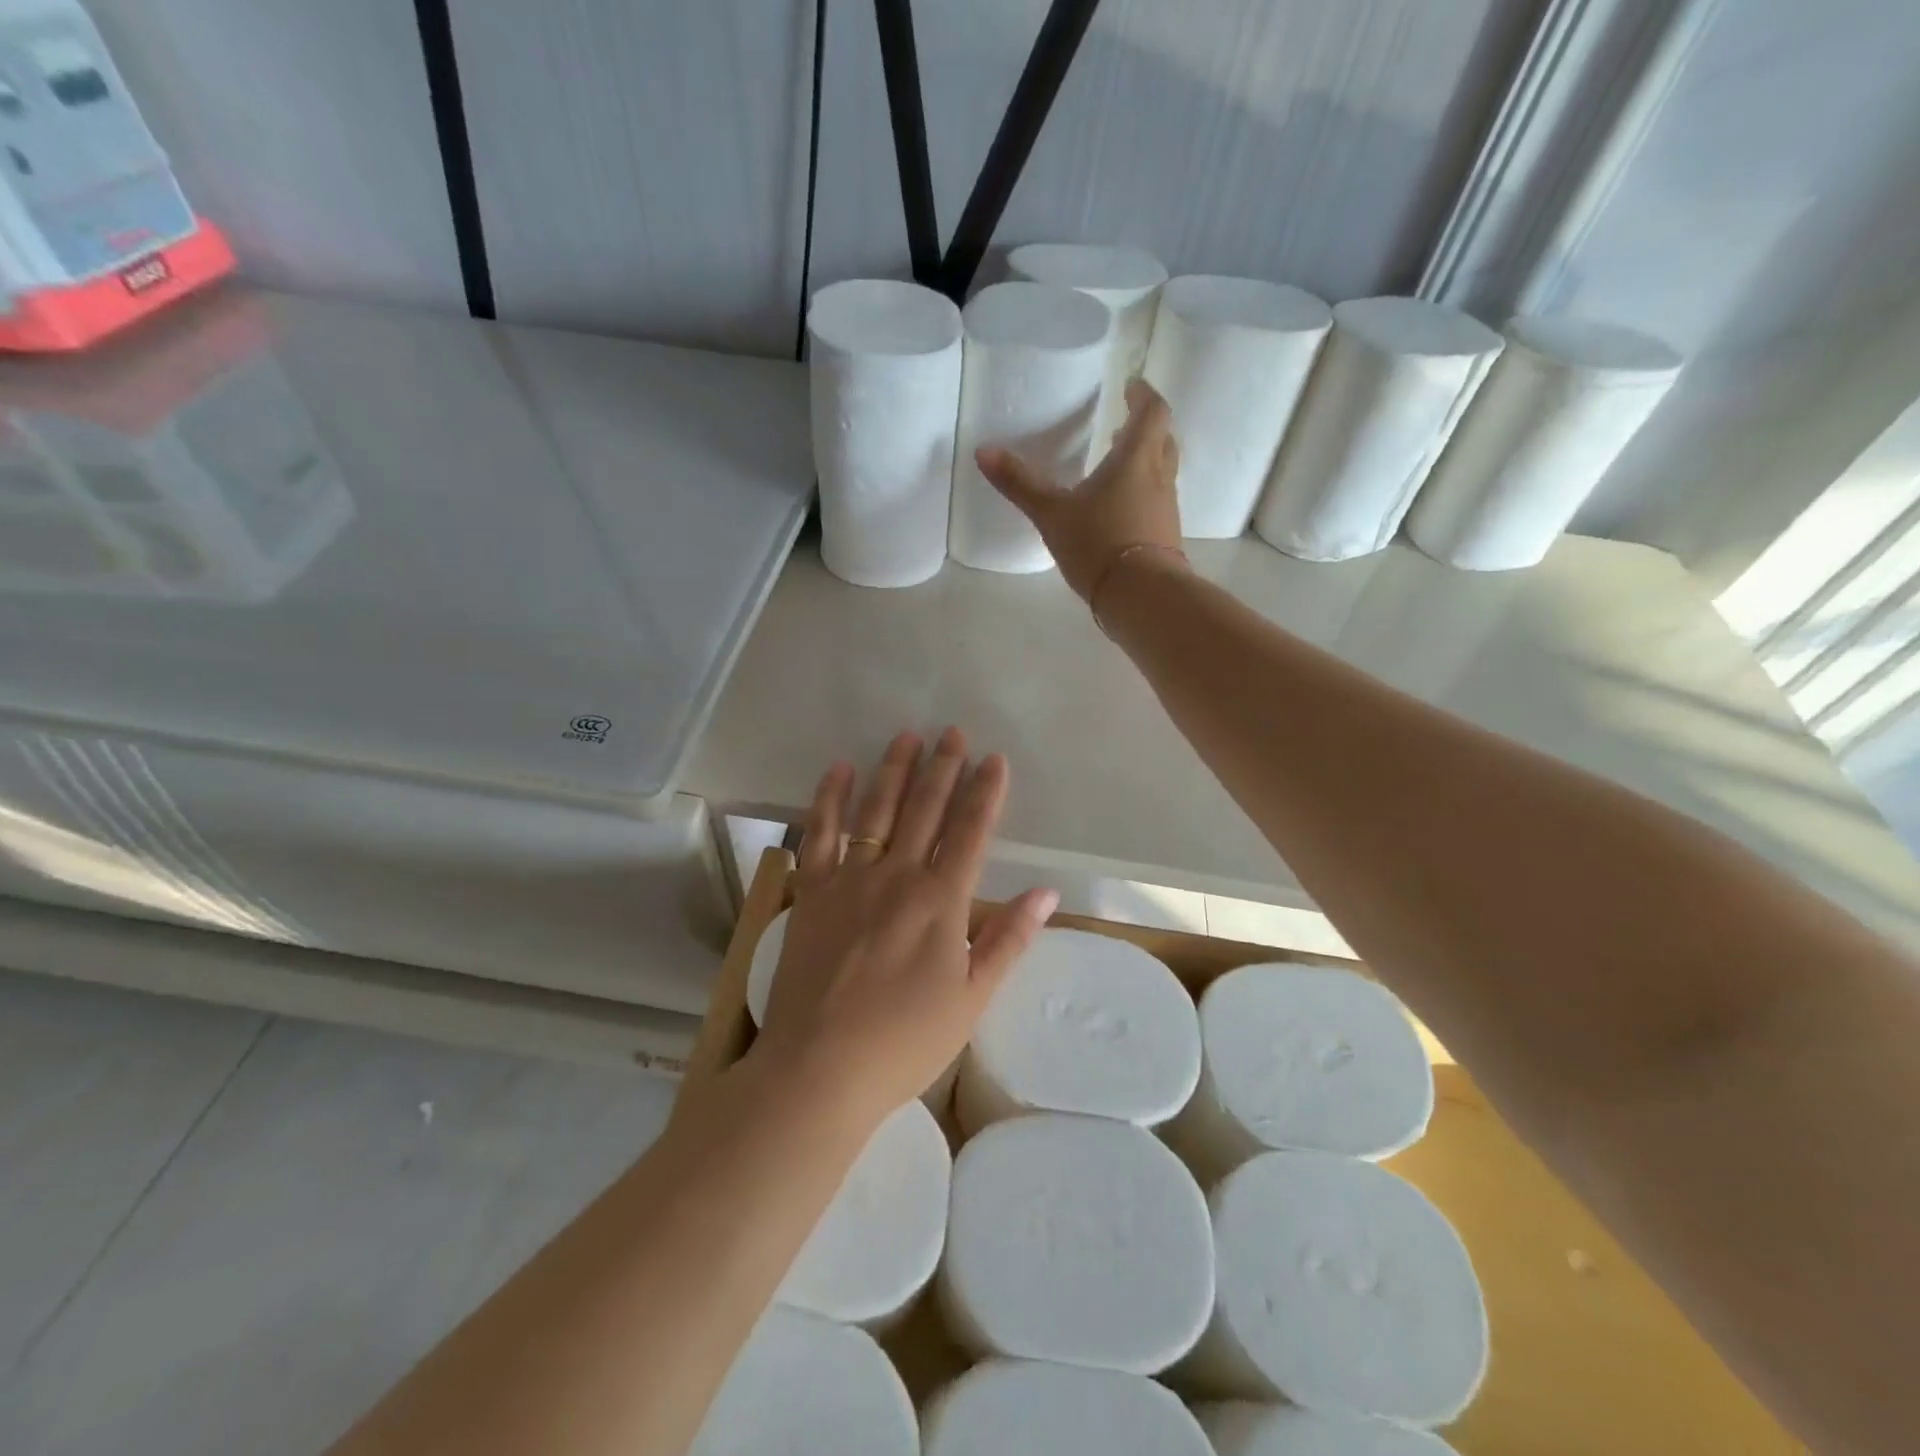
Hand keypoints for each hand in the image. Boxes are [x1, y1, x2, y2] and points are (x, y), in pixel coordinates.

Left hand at [750, 728, 1058, 1128]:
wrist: (820, 1067)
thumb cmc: (905, 1041)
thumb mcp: (972, 999)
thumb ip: (1008, 940)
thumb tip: (1046, 893)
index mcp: (941, 902)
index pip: (970, 832)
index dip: (985, 793)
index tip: (994, 758)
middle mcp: (897, 877)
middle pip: (925, 810)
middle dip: (943, 768)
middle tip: (953, 731)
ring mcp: (850, 880)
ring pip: (876, 811)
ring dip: (894, 770)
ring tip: (907, 735)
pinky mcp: (811, 891)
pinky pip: (820, 834)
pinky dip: (831, 799)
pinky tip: (841, 770)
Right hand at [975, 378, 1185, 602]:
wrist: (1141, 596)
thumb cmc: (1098, 544)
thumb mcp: (1052, 514)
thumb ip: (1020, 483)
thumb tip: (983, 451)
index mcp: (1136, 459)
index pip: (1152, 412)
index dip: (1144, 395)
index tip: (1131, 387)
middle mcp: (1160, 477)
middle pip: (1163, 439)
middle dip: (1146, 428)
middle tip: (1124, 425)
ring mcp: (1167, 509)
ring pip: (1163, 472)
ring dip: (1145, 462)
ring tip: (1118, 466)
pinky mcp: (1166, 537)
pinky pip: (1158, 502)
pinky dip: (1143, 494)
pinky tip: (1120, 511)